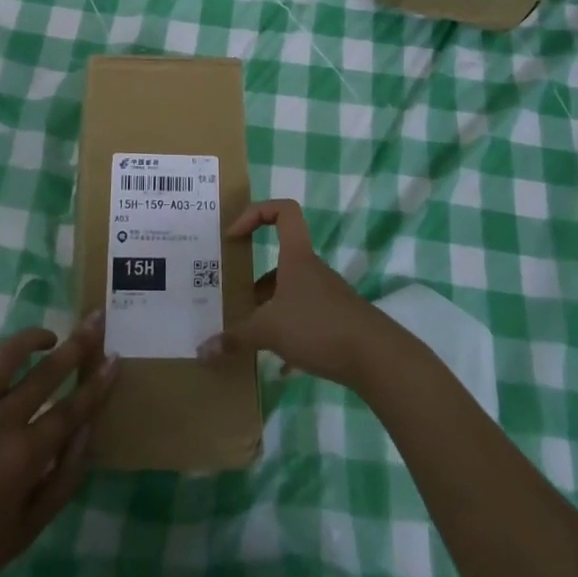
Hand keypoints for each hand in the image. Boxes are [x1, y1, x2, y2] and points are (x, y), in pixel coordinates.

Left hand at [0, 317, 119, 576]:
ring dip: (33, 337)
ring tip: (48, 336)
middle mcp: (0, 422)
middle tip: (95, 320)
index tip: (114, 357)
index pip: (73, 408)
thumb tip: (88, 430)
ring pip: (7, 354)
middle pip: (47, 371)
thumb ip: (64, 478)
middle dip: (78, 344)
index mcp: (25, 456)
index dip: (98, 382)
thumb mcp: (28, 530)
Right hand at [196, 200, 392, 388]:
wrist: (375, 357)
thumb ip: (235, 338)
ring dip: (270, 307)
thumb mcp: (269, 331)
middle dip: (256, 278)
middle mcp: (311, 269)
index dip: (256, 213)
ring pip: (291, 291)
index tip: (235, 236)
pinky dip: (289, 336)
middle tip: (234, 295)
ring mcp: (326, 295)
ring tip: (250, 333)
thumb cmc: (318, 326)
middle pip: (281, 258)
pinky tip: (279, 365)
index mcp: (296, 256)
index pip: (283, 211)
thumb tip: (202, 350)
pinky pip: (305, 320)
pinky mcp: (336, 321)